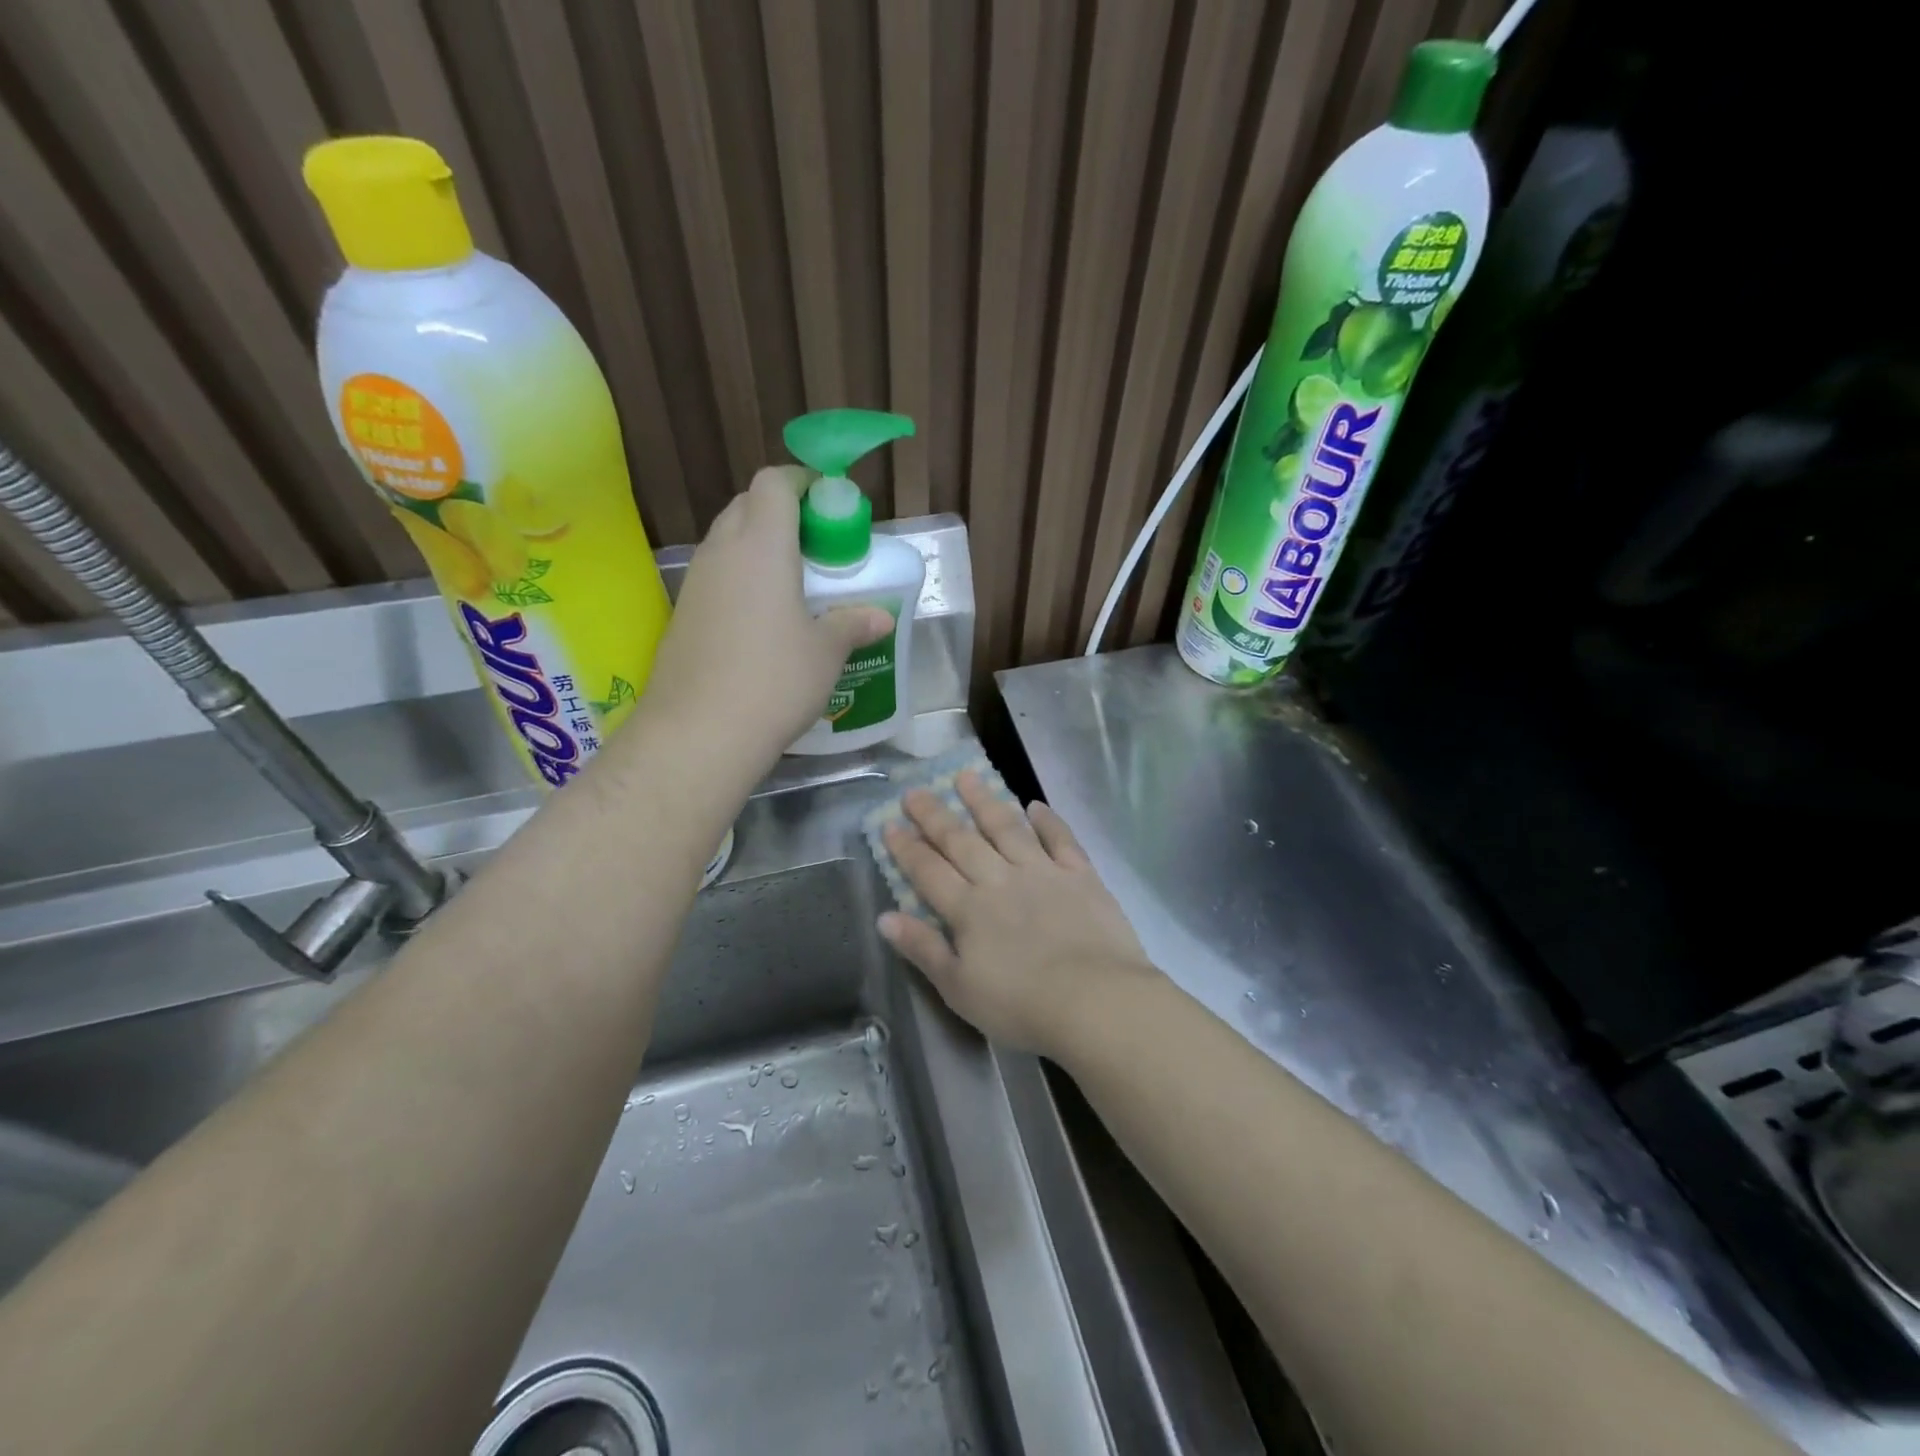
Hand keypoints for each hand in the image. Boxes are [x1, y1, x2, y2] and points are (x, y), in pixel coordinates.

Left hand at [645, 466, 892, 764]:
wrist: (699, 732)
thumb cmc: (775, 680)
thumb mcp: (825, 653)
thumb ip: (852, 624)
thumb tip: (880, 618)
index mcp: (762, 545)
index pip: (775, 483)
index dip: (802, 483)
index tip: (828, 505)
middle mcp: (722, 552)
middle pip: (747, 505)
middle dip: (781, 513)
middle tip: (816, 546)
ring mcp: (695, 583)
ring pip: (727, 541)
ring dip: (758, 547)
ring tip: (793, 584)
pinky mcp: (682, 614)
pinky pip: (715, 577)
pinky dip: (740, 580)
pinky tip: (761, 620)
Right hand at [877, 772, 1162, 1055]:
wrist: (1095, 1001)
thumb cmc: (1021, 1005)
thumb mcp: (959, 989)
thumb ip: (923, 949)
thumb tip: (885, 917)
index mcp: (969, 910)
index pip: (928, 871)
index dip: (907, 848)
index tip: (889, 823)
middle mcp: (1000, 880)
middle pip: (961, 841)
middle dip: (935, 815)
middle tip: (915, 790)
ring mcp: (1042, 872)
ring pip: (1007, 828)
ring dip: (985, 801)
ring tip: (967, 776)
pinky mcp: (1081, 875)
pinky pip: (1061, 839)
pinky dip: (1048, 821)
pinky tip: (1035, 806)